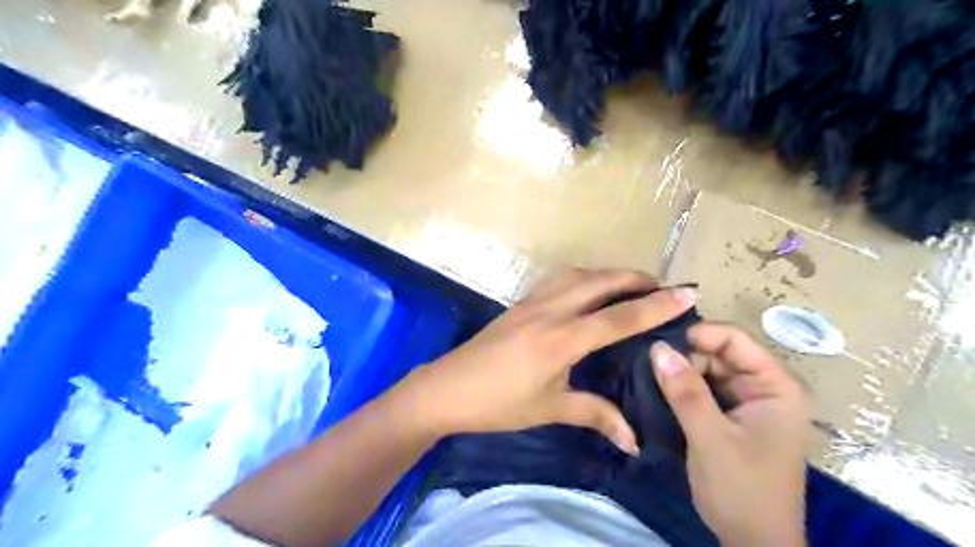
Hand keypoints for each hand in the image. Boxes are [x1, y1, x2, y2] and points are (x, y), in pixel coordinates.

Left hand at [391, 267, 696, 451]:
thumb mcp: (549, 409)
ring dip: (608, 274)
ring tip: (631, 285)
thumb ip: (595, 416)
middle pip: (601, 282)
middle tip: (662, 287)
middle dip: (635, 278)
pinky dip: (584, 278)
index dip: (656, 305)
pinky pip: (560, 280)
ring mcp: (532, 302)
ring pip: (579, 275)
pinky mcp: (520, 303)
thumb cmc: (498, 403)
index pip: (619, 317)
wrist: (446, 388)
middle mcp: (550, 311)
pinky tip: (589, 290)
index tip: (687, 292)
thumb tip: (634, 440)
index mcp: (561, 339)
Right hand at [650, 325, 812, 546]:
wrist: (753, 543)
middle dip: (685, 356)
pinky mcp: (730, 417)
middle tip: (648, 363)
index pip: (736, 340)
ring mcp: (746, 403)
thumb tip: (657, 347)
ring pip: (708, 370)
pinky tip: (659, 389)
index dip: (699, 335)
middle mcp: (764, 388)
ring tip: (648, 374)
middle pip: (719, 353)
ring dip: (681, 372)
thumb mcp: (710, 438)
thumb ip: (685, 391)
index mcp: (776, 387)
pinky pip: (704, 389)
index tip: (660, 343)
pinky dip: (682, 388)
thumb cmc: (742, 490)